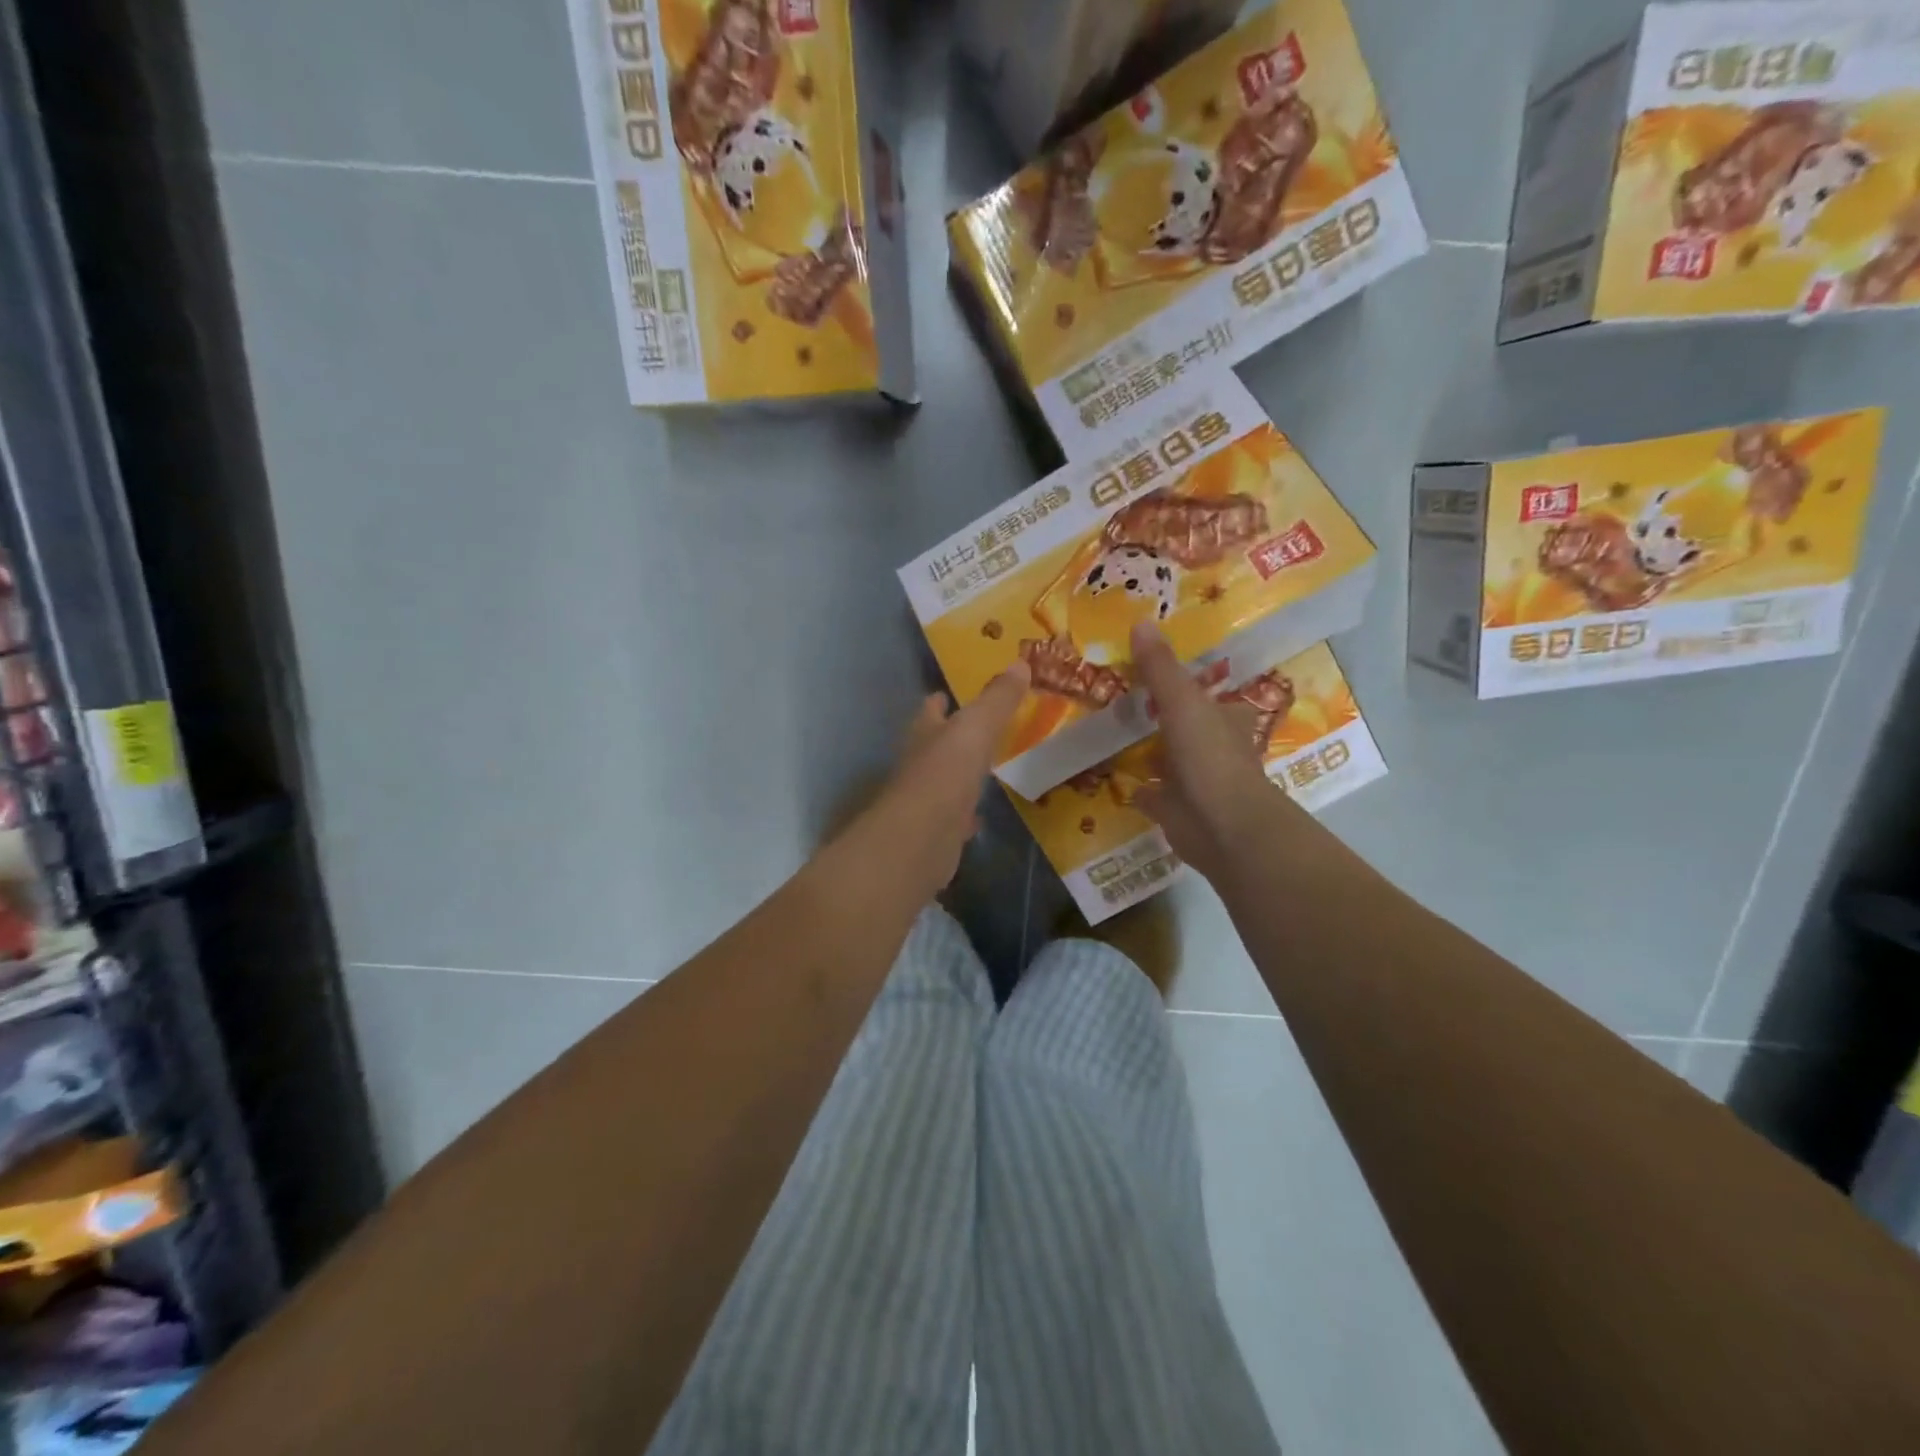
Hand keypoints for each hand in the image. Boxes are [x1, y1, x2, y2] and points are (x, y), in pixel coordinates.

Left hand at [851, 663, 1030, 895]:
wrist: (922, 838)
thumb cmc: (946, 772)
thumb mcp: (977, 727)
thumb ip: (998, 698)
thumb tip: (1021, 662)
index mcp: (924, 733)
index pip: (930, 709)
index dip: (939, 700)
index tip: (949, 692)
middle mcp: (920, 763)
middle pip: (936, 744)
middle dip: (953, 736)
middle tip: (981, 728)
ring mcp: (926, 800)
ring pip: (945, 780)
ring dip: (960, 774)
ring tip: (985, 767)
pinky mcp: (937, 832)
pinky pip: (955, 817)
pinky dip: (966, 814)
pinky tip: (980, 815)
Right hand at [1129, 623, 1292, 878]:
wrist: (1222, 827)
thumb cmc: (1211, 757)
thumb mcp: (1183, 703)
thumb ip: (1160, 667)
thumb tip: (1140, 621)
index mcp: (1225, 720)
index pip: (1214, 696)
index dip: (1194, 685)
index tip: (1164, 671)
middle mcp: (1214, 748)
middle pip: (1189, 726)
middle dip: (1167, 717)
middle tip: (1127, 698)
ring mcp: (1195, 781)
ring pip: (1170, 759)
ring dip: (1151, 751)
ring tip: (1113, 732)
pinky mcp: (1175, 810)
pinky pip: (1151, 794)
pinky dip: (1137, 787)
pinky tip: (1114, 777)